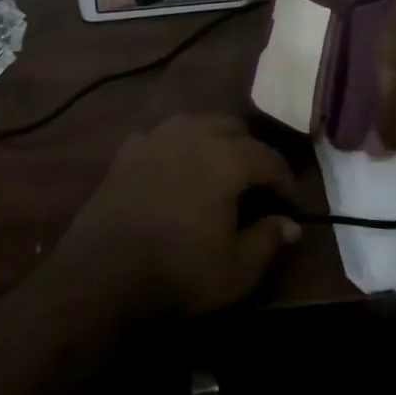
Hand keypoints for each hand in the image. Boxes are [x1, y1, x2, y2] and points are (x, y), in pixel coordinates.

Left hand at [52, 116, 301, 317]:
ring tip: (217, 172)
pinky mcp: (128, 150)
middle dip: (250, 152)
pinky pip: (162, 137)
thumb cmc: (180, 270)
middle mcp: (194, 134)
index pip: (268, 157)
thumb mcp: (237, 268)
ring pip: (196, 124)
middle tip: (256, 185)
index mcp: (227, 157)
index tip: (289, 203)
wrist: (105, 270)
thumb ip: (268, 240)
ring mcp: (157, 137)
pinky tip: (175, 171)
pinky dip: (177, 148)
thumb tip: (291, 225)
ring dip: (214, 142)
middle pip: (233, 129)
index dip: (284, 179)